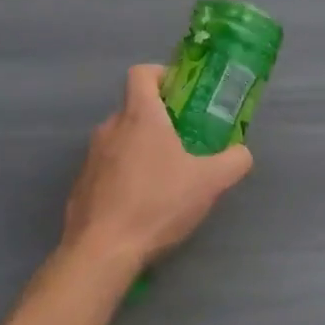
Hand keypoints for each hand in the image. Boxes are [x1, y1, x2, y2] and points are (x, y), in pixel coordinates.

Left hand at [60, 65, 253, 272]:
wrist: (102, 251)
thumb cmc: (157, 204)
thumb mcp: (210, 183)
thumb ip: (233, 161)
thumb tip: (242, 153)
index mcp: (140, 116)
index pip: (142, 73)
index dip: (162, 75)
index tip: (181, 93)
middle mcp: (110, 128)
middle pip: (135, 108)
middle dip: (160, 120)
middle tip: (186, 142)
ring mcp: (92, 157)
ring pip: (121, 139)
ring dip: (142, 149)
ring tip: (166, 178)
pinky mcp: (82, 184)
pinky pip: (107, 168)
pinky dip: (125, 175)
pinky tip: (141, 204)